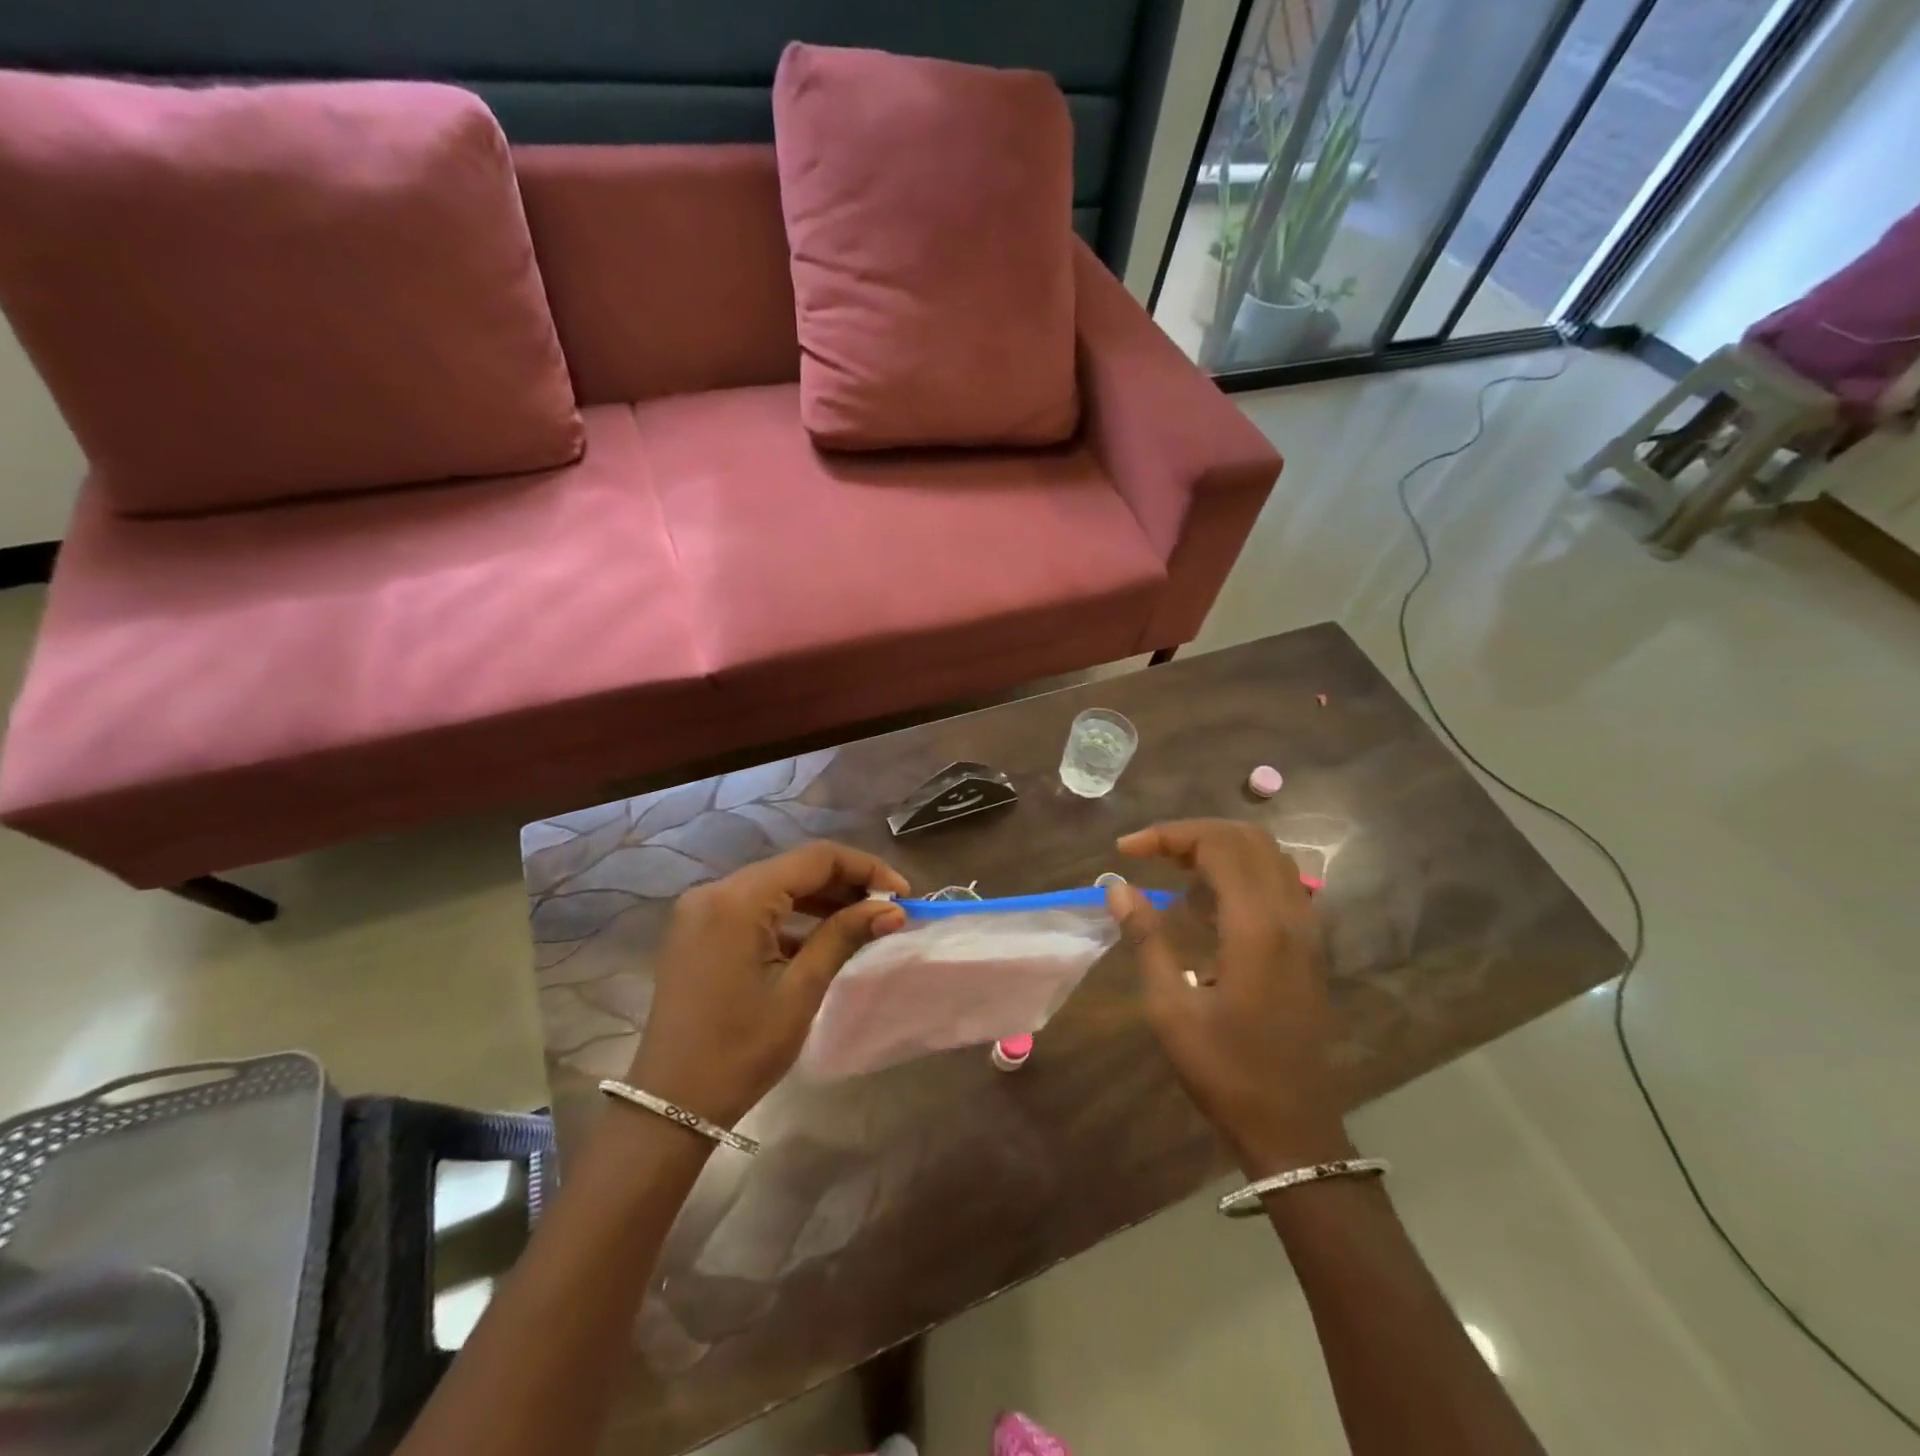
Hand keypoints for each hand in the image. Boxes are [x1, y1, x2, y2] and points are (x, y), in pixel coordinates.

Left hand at [626, 842, 908, 1128]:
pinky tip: (821, 937)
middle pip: (794, 868)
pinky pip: (754, 908)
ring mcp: (701, 910)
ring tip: (863, 921)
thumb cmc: (741, 1050)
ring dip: (821, 899)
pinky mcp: (698, 930)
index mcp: (738, 899)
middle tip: (888, 909)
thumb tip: (893, 909)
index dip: (866, 869)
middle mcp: (715, 891)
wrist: (671, 1104)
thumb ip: (844, 936)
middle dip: (846, 883)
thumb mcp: (800, 990)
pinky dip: (790, 916)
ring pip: (775, 886)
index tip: (903, 893)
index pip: (816, 859)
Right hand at [1107, 819, 1351, 1172]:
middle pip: (1247, 838)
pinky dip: (1241, 868)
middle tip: (1149, 853)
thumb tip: (1117, 887)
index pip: (1218, 845)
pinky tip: (1208, 896)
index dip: (1168, 835)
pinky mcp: (1309, 945)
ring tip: (1173, 867)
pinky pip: (1279, 879)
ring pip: (1268, 854)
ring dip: (1219, 847)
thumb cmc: (1225, 1071)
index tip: (1126, 851)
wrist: (1292, 1128)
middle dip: (1193, 833)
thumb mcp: (1171, 1008)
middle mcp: (1290, 915)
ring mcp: (1307, 929)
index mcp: (1256, 927)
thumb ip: (1147, 938)